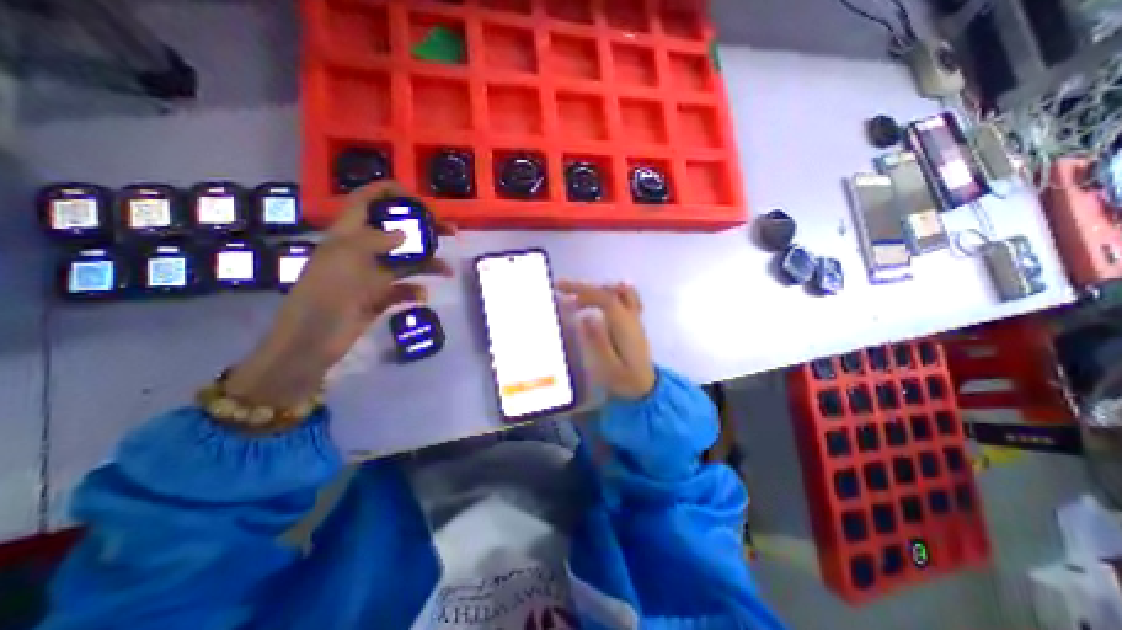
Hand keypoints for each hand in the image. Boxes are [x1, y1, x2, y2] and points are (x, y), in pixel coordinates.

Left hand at [224, 182, 452, 407]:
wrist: (314, 338)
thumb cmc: (327, 291)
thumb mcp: (348, 256)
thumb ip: (377, 239)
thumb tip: (405, 234)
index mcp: (350, 232)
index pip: (369, 199)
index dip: (393, 192)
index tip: (421, 201)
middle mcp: (363, 249)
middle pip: (399, 229)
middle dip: (425, 228)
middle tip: (450, 231)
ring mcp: (373, 273)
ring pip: (407, 261)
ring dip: (429, 263)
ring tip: (448, 270)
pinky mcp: (380, 295)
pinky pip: (404, 288)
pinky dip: (414, 291)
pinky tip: (421, 296)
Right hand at [559, 281, 658, 397]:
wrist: (646, 388)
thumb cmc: (625, 380)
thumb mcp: (608, 367)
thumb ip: (597, 342)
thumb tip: (584, 318)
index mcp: (623, 325)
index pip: (603, 298)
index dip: (581, 289)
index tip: (560, 288)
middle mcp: (630, 316)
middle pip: (608, 291)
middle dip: (583, 287)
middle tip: (561, 289)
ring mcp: (634, 317)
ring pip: (617, 292)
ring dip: (594, 290)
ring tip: (575, 297)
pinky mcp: (634, 322)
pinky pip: (627, 298)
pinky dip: (612, 291)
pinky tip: (604, 291)